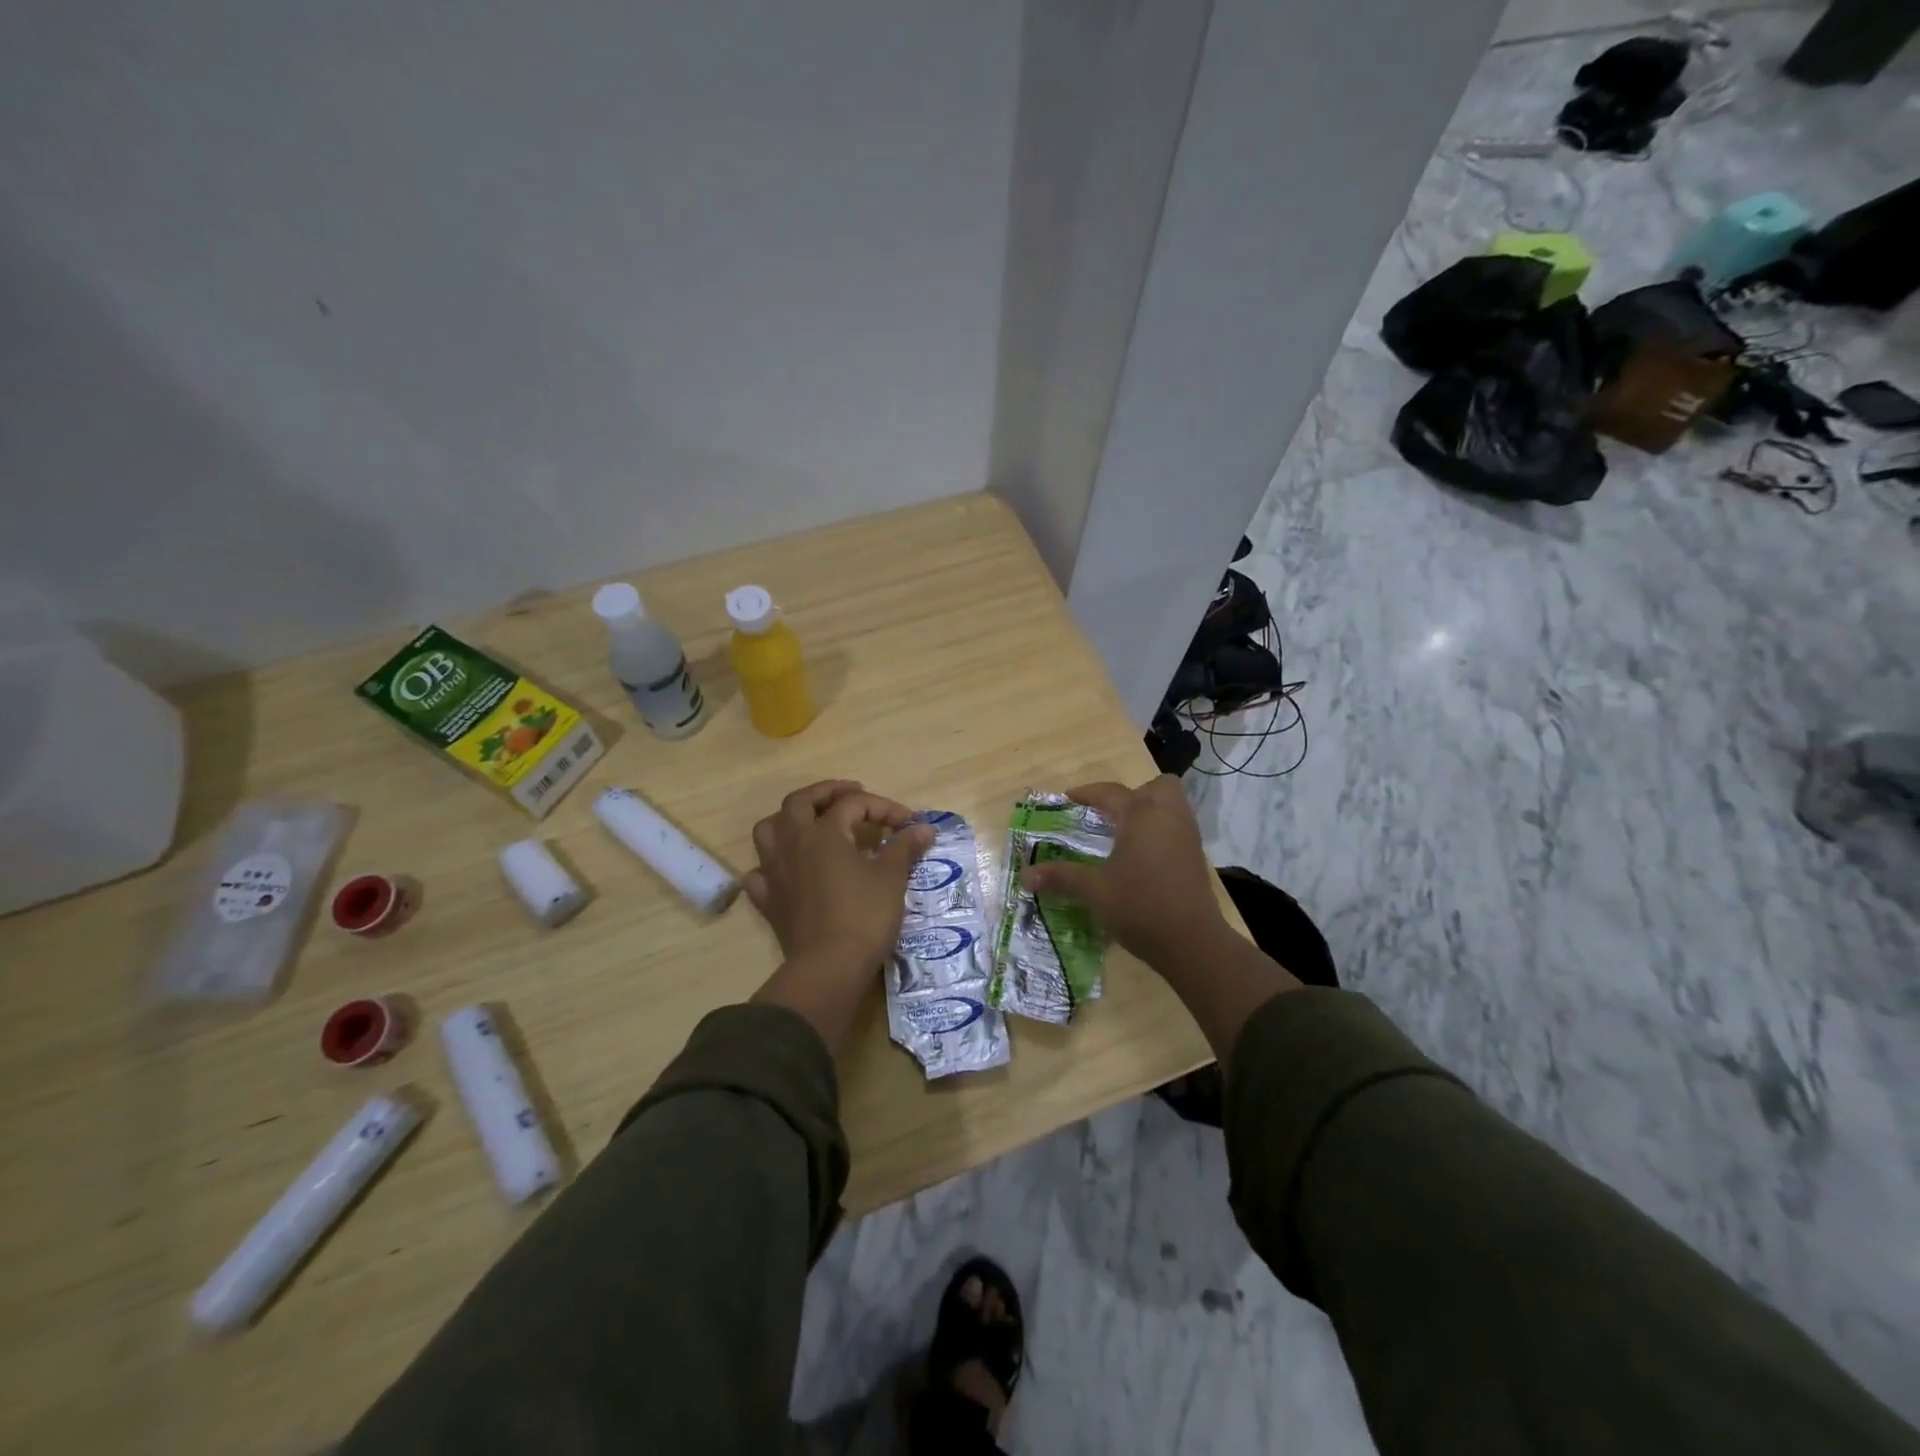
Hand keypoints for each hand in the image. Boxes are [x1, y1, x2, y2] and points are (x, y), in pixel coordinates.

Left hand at [744, 780, 934, 978]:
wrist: (829, 968)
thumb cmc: (864, 916)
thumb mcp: (891, 878)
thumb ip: (904, 847)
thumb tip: (924, 828)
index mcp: (824, 832)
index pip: (854, 804)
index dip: (884, 808)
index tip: (909, 824)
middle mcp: (793, 843)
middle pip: (800, 802)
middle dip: (826, 792)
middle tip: (851, 794)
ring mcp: (775, 872)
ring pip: (769, 830)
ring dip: (789, 820)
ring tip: (810, 823)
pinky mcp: (768, 901)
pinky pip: (760, 873)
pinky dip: (771, 865)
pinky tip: (787, 870)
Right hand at [1018, 775, 1228, 971]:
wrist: (1191, 941)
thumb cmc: (1139, 905)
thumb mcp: (1094, 890)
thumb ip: (1061, 877)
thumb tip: (1025, 876)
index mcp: (1140, 815)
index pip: (1110, 793)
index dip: (1086, 793)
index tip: (1067, 799)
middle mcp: (1167, 817)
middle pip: (1156, 787)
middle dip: (1134, 794)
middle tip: (1110, 815)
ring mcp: (1187, 836)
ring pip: (1171, 807)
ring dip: (1149, 812)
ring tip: (1124, 834)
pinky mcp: (1196, 858)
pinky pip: (1177, 829)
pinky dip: (1160, 832)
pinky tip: (1142, 857)